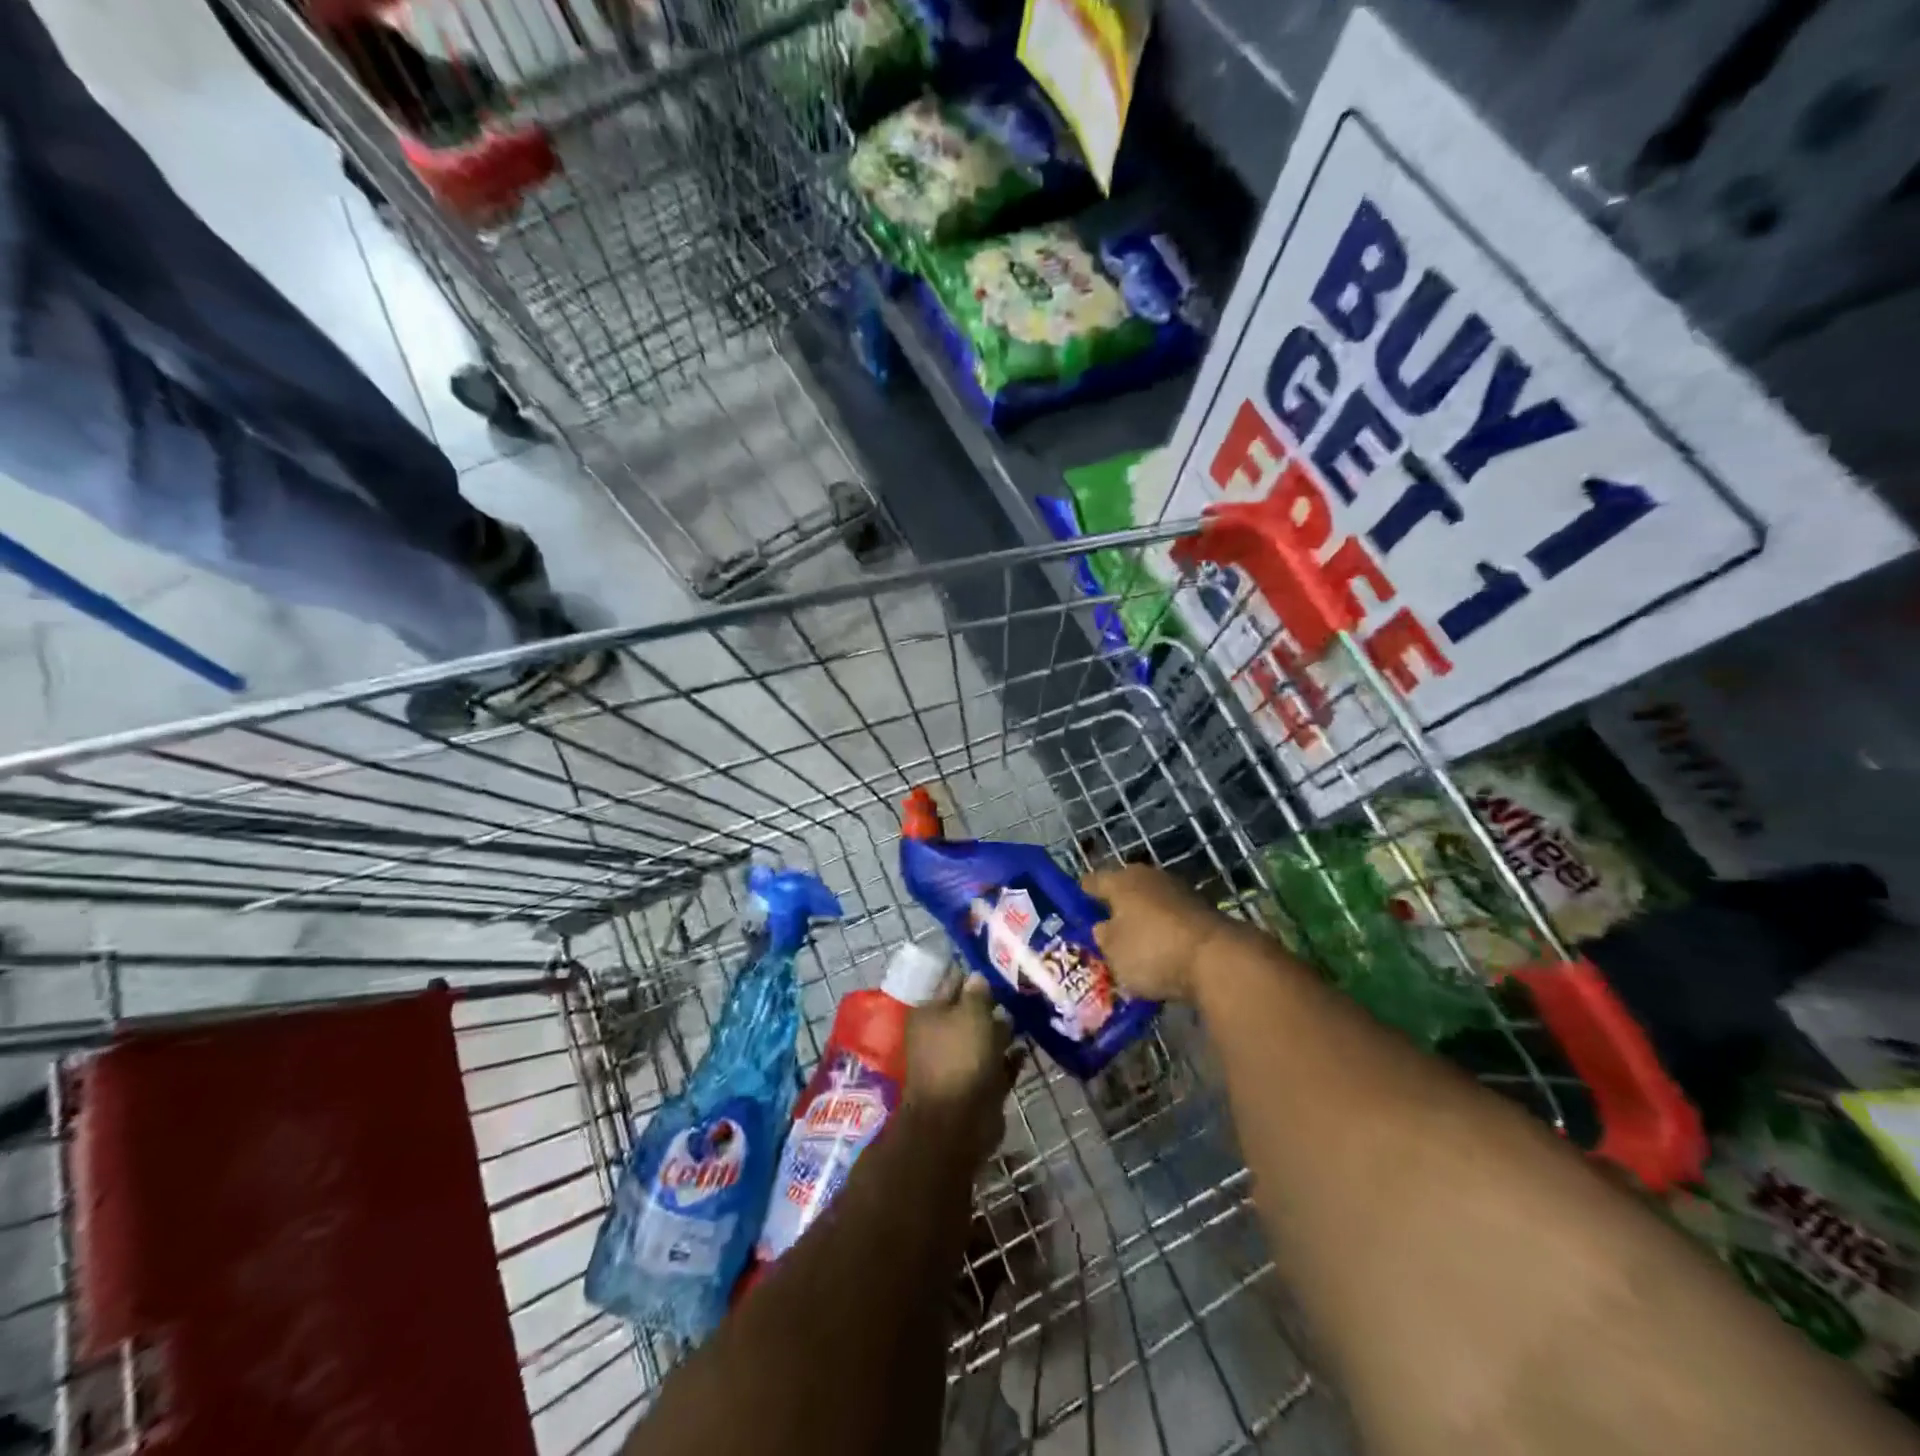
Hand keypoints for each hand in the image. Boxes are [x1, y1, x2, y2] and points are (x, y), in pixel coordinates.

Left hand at [903, 974, 1017, 1165]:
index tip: (1000, 962)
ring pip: (985, 1039)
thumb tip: (978, 976)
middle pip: (970, 1012)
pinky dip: (1010, 1059)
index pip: (953, 983)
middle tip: (1021, 989)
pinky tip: (1026, 1048)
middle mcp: (942, 1035)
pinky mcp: (979, 1086)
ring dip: (1004, 1031)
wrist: (958, 1122)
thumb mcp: (970, 1014)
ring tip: (1028, 1015)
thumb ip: (977, 993)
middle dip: (993, 1004)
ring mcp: (960, 1062)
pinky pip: (997, 1066)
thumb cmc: (960, 1057)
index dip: (974, 974)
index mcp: (930, 1013)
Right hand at [1083, 863, 1234, 1002]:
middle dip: (1115, 906)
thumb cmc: (1152, 950)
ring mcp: (1179, 891)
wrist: (1217, 959)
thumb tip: (1104, 928)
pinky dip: (1164, 931)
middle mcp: (1149, 877)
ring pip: (1150, 903)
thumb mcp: (1113, 951)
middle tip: (1103, 927)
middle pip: (1124, 889)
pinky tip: (1161, 950)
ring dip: (1142, 918)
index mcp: (1121, 880)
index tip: (1075, 906)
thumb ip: (1103, 937)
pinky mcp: (1202, 910)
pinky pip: (1171, 919)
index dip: (1082, 894)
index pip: (1093, 881)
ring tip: (1132, 942)